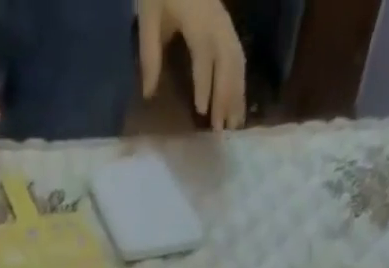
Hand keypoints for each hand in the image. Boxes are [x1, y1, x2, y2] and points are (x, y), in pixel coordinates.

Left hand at [139, 0, 247, 131]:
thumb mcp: (148, 16)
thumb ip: (149, 54)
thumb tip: (149, 94)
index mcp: (198, 18)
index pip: (204, 56)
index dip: (204, 84)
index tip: (201, 112)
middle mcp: (217, 22)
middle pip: (227, 62)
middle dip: (225, 97)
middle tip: (222, 130)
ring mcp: (225, 22)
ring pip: (237, 61)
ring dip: (237, 93)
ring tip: (235, 124)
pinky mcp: (227, 26)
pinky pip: (238, 55)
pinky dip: (239, 81)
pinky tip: (238, 102)